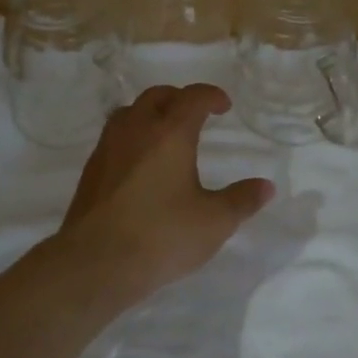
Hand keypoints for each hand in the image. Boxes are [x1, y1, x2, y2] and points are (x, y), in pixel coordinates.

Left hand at [53, 83, 274, 301]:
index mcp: (170, 132)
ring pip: (130, 111)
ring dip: (151, 113)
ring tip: (166, 133)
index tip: (224, 106)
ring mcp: (109, 146)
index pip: (193, 97)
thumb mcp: (214, 222)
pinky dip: (133, 135)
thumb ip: (242, 200)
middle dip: (180, 98)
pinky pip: (115, 135)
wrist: (95, 262)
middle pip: (158, 96)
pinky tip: (140, 162)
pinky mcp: (92, 168)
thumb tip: (266, 186)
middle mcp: (137, 128)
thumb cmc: (161, 236)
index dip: (211, 96)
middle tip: (196, 114)